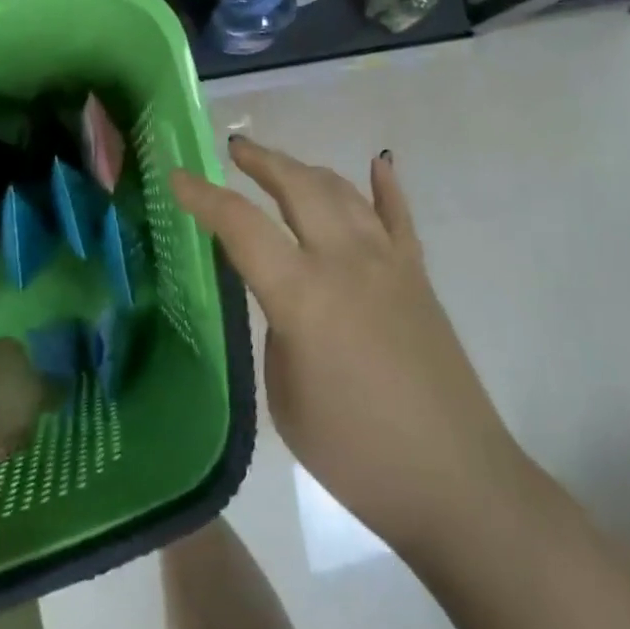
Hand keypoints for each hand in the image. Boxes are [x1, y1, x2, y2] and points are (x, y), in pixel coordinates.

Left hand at [0, 339, 50, 454]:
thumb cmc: (7, 401)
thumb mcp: (41, 395)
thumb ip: (54, 390)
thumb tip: (65, 387)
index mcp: (8, 344)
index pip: (24, 356)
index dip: (33, 380)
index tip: (38, 404)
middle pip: (2, 377)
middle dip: (12, 400)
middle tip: (24, 426)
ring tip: (5, 445)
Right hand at [171, 139, 519, 547]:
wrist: (452, 478)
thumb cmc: (355, 453)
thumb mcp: (285, 396)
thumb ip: (277, 329)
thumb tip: (284, 296)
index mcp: (302, 294)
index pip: (241, 226)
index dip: (203, 196)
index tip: (177, 175)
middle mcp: (345, 259)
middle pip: (298, 186)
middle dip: (262, 161)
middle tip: (235, 150)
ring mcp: (388, 260)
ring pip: (343, 191)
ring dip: (307, 170)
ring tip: (283, 166)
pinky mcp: (418, 274)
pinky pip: (399, 215)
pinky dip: (385, 186)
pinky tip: (377, 164)